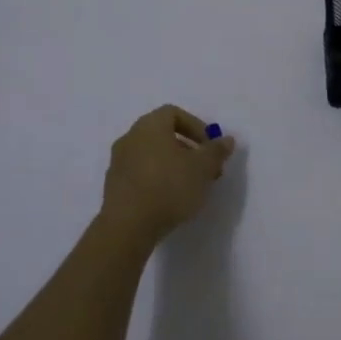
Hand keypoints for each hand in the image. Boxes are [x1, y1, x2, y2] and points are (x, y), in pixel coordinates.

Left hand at [99, 105, 236, 245]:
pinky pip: (140, 174)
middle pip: (162, 134)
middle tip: (205, 169)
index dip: (196, 126)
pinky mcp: (113, 186)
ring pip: (151, 155)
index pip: (173, 113)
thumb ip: (216, 151)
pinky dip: (156, 179)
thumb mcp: (202, 168)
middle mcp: (130, 137)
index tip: (210, 146)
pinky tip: (169, 200)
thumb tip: (226, 140)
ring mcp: (118, 162)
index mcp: (150, 125)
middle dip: (187, 148)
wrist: (127, 226)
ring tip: (190, 187)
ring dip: (172, 165)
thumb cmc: (169, 187)